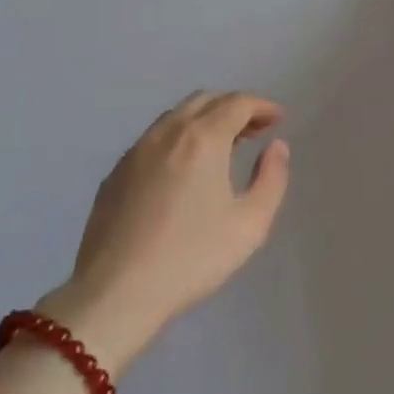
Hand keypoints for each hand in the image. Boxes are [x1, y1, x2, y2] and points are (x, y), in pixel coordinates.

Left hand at [37, 90, 290, 374]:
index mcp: (202, 139)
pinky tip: (184, 169)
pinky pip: (154, 139)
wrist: (116, 293)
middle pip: (205, 100)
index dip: (262, 106)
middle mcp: (167, 133)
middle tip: (255, 129)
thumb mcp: (250, 224)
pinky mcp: (115, 174)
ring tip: (223, 146)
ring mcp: (135, 152)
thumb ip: (272, 179)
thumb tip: (276, 147)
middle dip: (234, 107)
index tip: (278, 119)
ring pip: (175, 116)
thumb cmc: (192, 257)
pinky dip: (178, 138)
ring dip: (205, 119)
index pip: (237, 103)